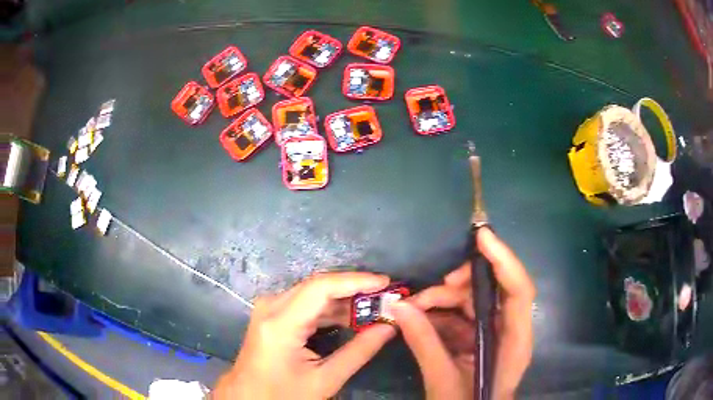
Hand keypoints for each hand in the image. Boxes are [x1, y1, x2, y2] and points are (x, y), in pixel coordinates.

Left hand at [213, 272, 396, 398]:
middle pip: (318, 286)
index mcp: (280, 322)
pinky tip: (351, 315)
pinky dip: (330, 308)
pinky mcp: (272, 314)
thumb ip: (359, 351)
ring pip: (312, 293)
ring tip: (375, 305)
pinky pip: (305, 303)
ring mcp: (269, 308)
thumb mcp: (325, 379)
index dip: (356, 281)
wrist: (250, 397)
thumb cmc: (284, 393)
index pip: (321, 287)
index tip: (386, 283)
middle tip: (386, 296)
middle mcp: (271, 306)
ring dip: (344, 299)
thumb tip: (389, 327)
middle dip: (354, 289)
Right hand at [390, 227, 535, 399]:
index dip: (504, 260)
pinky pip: (462, 316)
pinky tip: (420, 318)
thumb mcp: (442, 379)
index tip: (481, 236)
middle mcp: (510, 331)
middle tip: (431, 289)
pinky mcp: (480, 339)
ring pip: (474, 301)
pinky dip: (441, 314)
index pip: (518, 291)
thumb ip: (423, 342)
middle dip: (462, 283)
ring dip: (444, 300)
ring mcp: (495, 334)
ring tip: (414, 307)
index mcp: (514, 341)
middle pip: (493, 291)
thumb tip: (397, 307)